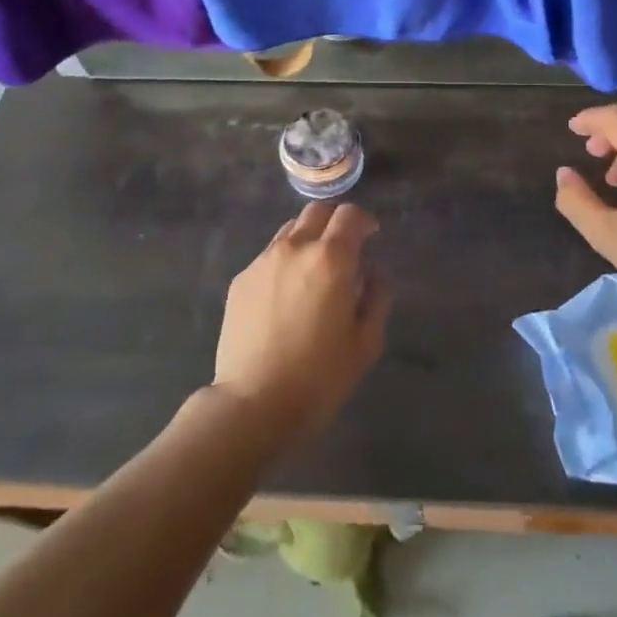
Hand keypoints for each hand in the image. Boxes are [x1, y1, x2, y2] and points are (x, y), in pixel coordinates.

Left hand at [211, 201, 389, 442]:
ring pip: (290, 231)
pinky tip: (286, 296)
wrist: (252, 404)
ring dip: (308, 239)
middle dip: (335, 222)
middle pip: (317, 212)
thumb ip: (376, 298)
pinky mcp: (240, 280)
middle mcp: (294, 248)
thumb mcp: (365, 343)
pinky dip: (285, 262)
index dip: (364, 221)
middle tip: (345, 248)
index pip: (350, 215)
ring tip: (314, 271)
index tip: (371, 236)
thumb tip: (374, 274)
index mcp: (331, 259)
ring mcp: (262, 262)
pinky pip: (269, 256)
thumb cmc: (319, 378)